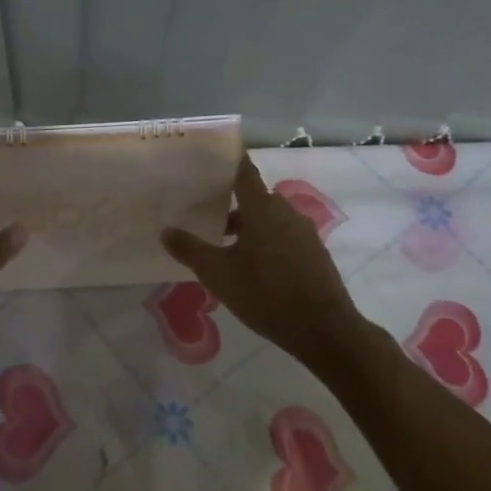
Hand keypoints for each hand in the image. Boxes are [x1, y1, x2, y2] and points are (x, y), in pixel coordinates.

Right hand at [162, 156, 366, 364]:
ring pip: (270, 219)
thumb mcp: (219, 274)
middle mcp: (285, 211)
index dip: (228, 162)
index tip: (210, 160)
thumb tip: (166, 231)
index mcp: (262, 207)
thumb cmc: (266, 294)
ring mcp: (304, 232)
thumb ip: (191, 250)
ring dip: (250, 227)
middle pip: (255, 198)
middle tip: (206, 216)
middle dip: (232, 204)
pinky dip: (268, 242)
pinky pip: (285, 237)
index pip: (243, 171)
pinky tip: (255, 268)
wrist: (324, 330)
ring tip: (226, 248)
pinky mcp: (315, 253)